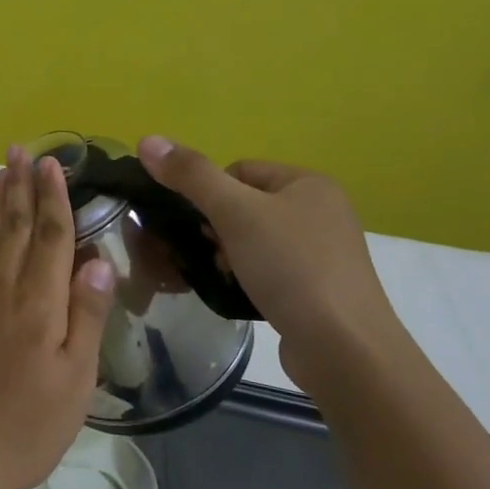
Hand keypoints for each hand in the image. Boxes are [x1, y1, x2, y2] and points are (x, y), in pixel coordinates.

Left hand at [0, 146, 117, 488]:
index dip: (55, 199)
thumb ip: (85, 317)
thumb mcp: (74, 380)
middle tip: (22, 150)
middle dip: (22, 186)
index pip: (52, 237)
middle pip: (16, 227)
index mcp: (40, 304)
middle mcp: (2, 289)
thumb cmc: (27, 427)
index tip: (53, 164)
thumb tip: (97, 261)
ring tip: (0, 170)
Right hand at [135, 137, 406, 386]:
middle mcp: (322, 210)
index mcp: (308, 183)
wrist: (343, 348)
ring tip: (223, 277)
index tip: (200, 225)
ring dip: (229, 255)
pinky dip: (247, 278)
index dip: (209, 194)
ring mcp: (323, 252)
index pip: (239, 170)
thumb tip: (146, 140)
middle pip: (244, 205)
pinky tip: (240, 294)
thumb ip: (190, 175)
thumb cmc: (290, 268)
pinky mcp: (319, 288)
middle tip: (209, 254)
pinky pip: (269, 270)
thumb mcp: (234, 213)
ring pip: (253, 239)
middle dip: (217, 228)